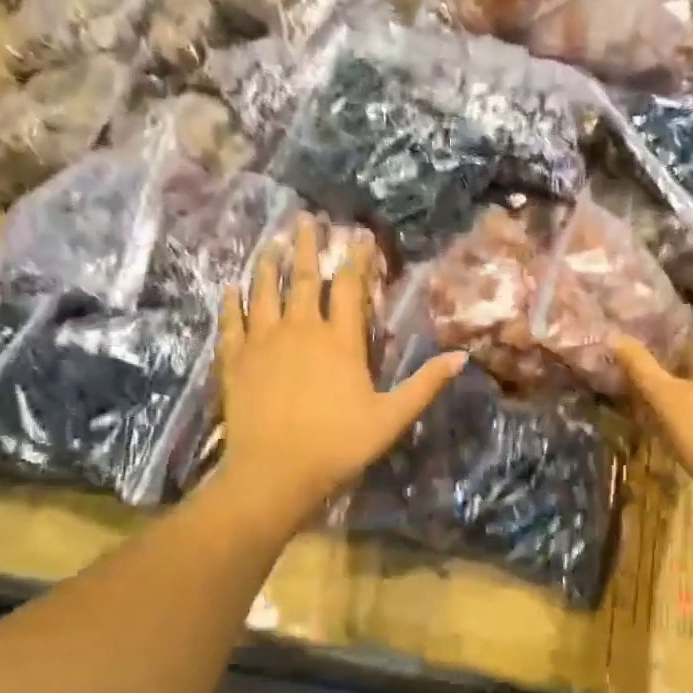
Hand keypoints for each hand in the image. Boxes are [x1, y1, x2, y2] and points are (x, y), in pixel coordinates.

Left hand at [217, 216, 465, 521]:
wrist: (275, 472)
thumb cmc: (339, 445)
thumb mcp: (392, 417)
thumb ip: (425, 384)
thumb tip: (461, 356)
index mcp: (340, 341)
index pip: (350, 289)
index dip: (357, 260)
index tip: (359, 236)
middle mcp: (300, 330)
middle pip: (303, 279)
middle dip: (307, 247)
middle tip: (305, 220)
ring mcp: (263, 343)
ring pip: (263, 291)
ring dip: (268, 264)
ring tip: (271, 243)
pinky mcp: (235, 360)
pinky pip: (231, 322)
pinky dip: (231, 302)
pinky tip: (230, 287)